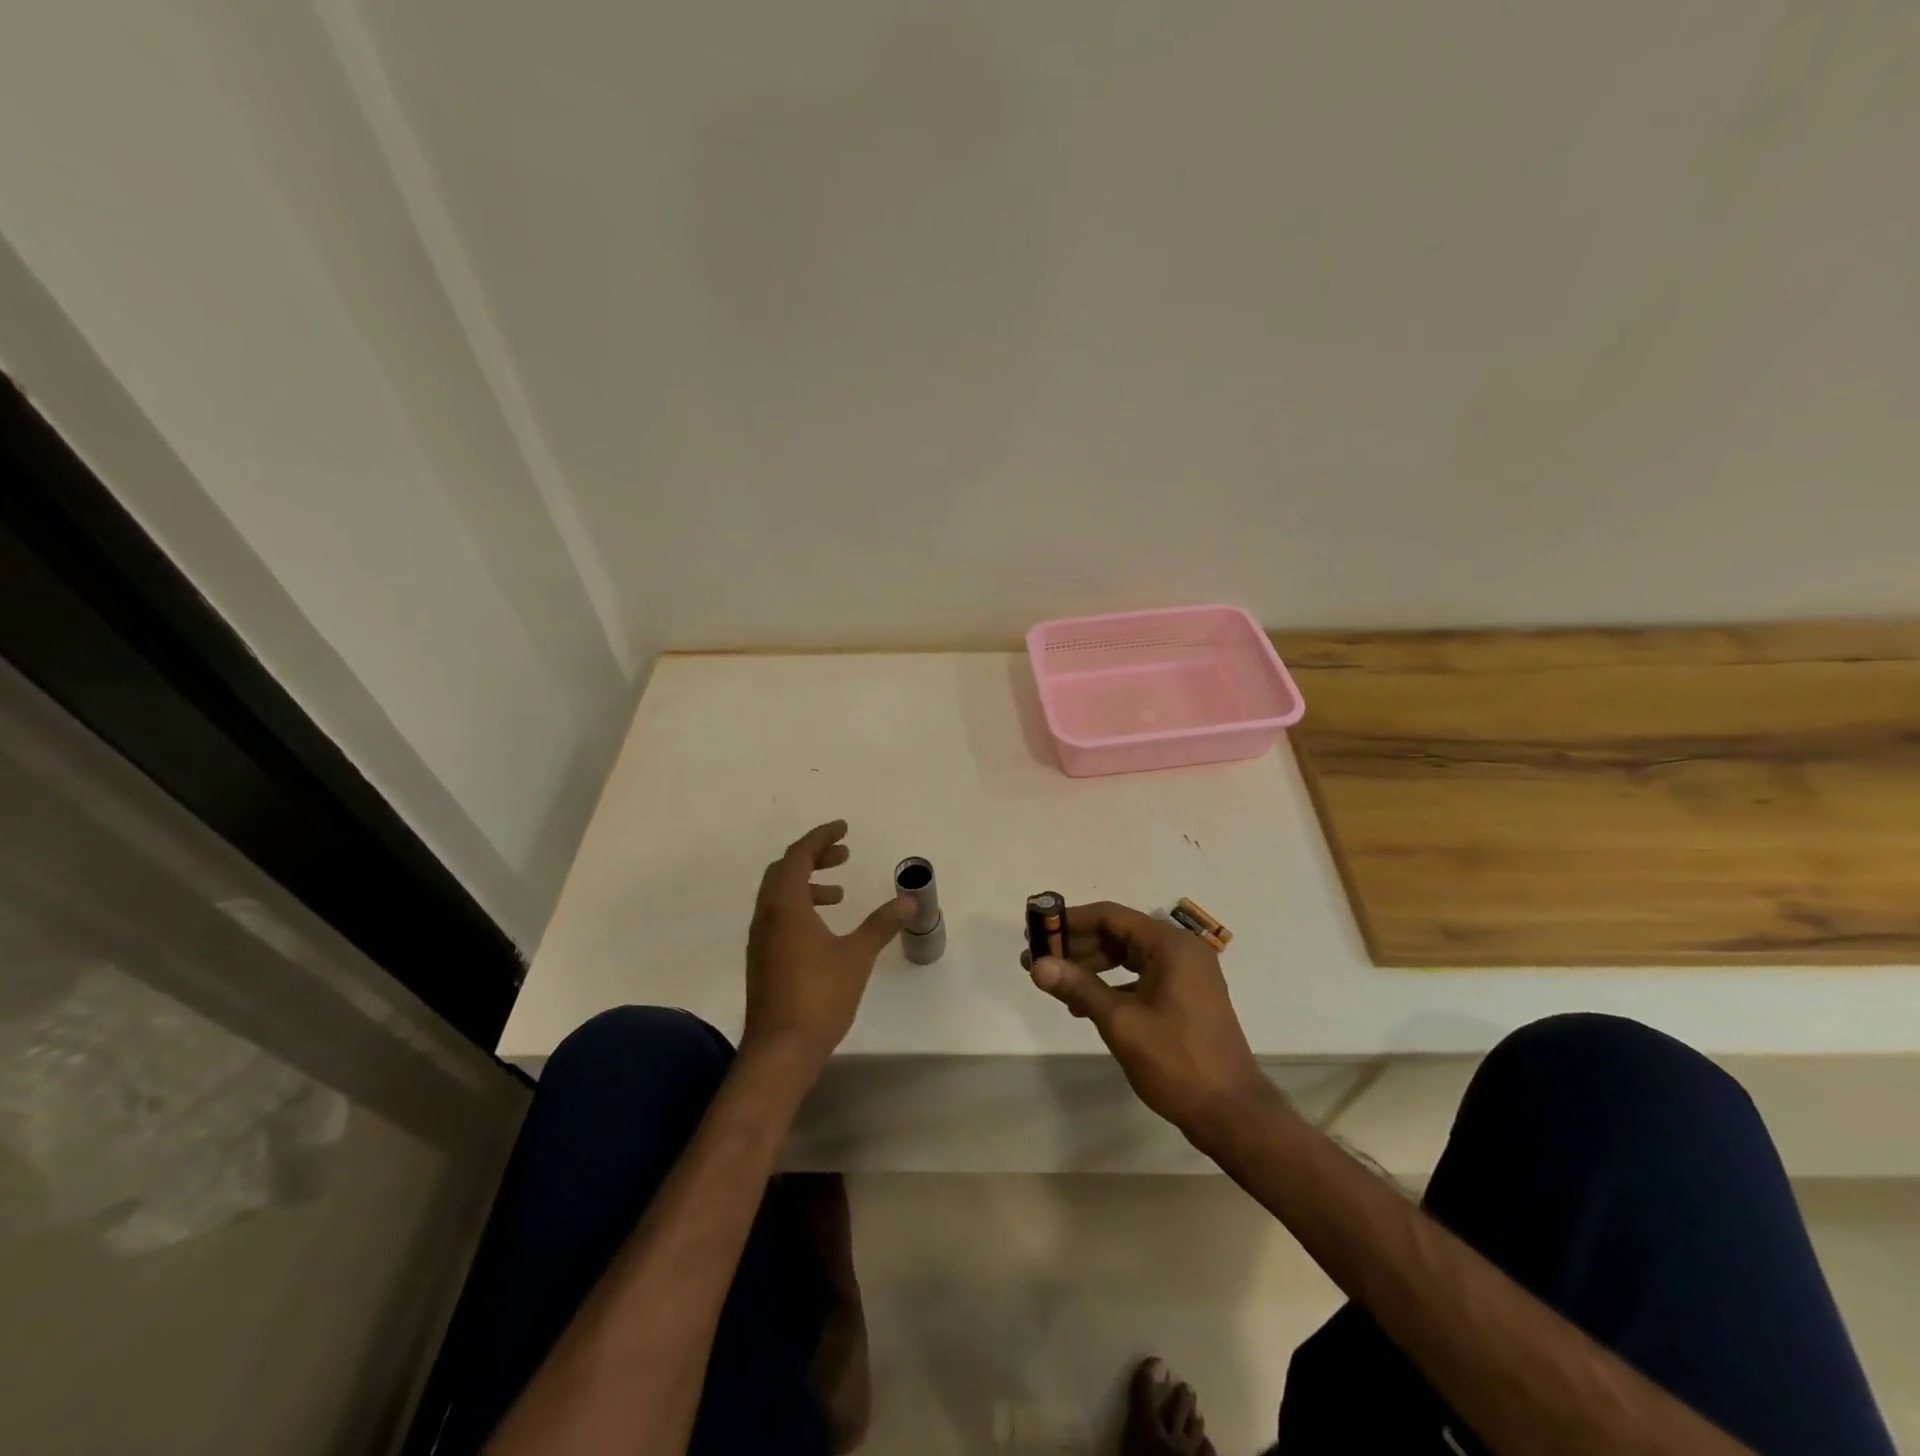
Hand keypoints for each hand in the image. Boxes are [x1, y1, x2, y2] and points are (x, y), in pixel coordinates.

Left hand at [743, 821, 910, 1073]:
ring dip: (807, 883)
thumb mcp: (857, 956)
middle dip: (813, 856)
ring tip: (839, 892)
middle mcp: (767, 916)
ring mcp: (761, 939)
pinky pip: (778, 916)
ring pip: (779, 894)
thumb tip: (909, 899)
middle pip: (784, 870)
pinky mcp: (762, 959)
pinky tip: (824, 929)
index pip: (798, 856)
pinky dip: (801, 907)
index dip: (820, 837)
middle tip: (843, 854)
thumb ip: (882, 924)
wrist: (780, 1050)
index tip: (843, 828)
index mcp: (786, 906)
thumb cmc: (819, 996)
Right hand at [1024, 902, 1271, 1138]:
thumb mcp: (1121, 1022)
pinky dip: (1113, 985)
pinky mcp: (1186, 997)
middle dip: (1078, 946)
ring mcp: (1187, 974)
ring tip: (1056, 983)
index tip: (1037, 931)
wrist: (1231, 1113)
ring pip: (1128, 956)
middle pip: (1119, 933)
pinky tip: (1086, 1004)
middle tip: (1039, 959)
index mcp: (1170, 945)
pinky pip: (1141, 977)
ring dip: (1092, 966)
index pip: (1110, 916)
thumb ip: (1078, 987)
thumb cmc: (1176, 1061)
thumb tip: (1037, 964)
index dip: (1070, 922)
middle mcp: (1180, 951)